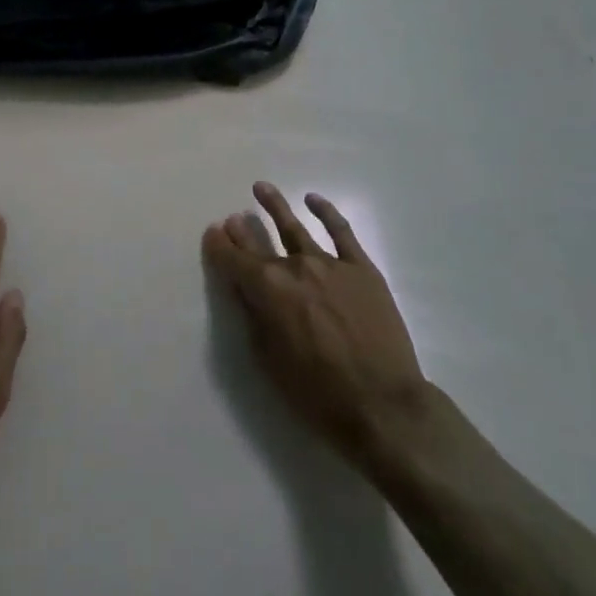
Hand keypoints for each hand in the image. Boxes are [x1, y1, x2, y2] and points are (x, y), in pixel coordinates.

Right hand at [203, 183, 427, 475]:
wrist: (384, 406)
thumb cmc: (318, 394)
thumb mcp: (268, 360)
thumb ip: (254, 316)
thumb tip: (245, 288)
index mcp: (266, 289)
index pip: (233, 259)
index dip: (219, 245)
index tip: (212, 233)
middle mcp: (293, 267)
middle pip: (260, 241)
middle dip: (242, 229)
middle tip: (233, 219)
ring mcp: (329, 264)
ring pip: (295, 227)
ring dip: (275, 206)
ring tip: (261, 189)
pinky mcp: (361, 269)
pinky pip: (341, 232)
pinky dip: (326, 212)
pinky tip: (313, 200)